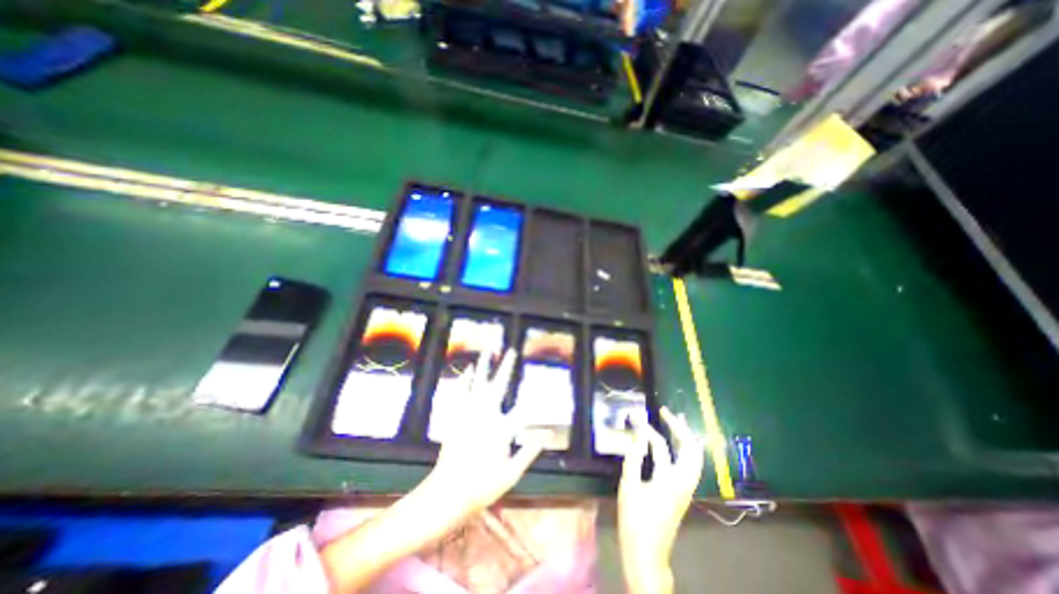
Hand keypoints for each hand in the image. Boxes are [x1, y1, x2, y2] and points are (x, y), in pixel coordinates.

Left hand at [422, 347, 544, 518]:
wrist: (448, 493)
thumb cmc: (483, 486)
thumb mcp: (512, 473)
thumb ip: (530, 450)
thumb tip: (549, 434)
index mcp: (502, 429)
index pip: (524, 409)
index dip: (536, 399)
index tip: (542, 387)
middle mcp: (486, 415)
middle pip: (499, 384)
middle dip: (506, 366)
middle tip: (511, 350)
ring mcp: (469, 413)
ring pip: (477, 382)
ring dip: (484, 365)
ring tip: (488, 350)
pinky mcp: (456, 416)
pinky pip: (460, 392)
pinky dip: (465, 378)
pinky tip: (468, 369)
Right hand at [619, 407, 704, 593]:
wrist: (647, 554)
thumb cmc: (635, 520)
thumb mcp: (629, 487)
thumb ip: (633, 459)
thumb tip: (638, 437)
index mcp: (670, 480)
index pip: (661, 445)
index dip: (647, 429)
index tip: (635, 416)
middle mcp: (683, 482)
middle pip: (691, 449)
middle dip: (680, 428)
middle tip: (666, 412)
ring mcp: (685, 488)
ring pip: (692, 457)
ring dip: (684, 437)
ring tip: (675, 420)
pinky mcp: (681, 492)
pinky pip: (687, 464)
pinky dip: (683, 449)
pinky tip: (674, 444)